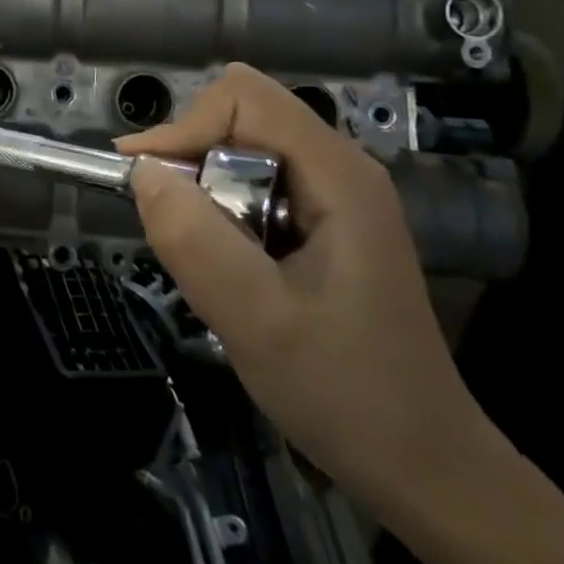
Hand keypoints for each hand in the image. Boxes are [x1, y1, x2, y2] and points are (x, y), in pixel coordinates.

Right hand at [117, 65, 497, 517]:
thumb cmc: (344, 391)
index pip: (241, 98)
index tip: (148, 186)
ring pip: (238, 152)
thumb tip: (141, 171)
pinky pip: (250, 186)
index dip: (186, 128)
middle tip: (178, 231)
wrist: (422, 465)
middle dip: (192, 163)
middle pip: (238, 118)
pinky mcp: (323, 223)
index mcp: (336, 174)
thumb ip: (194, 239)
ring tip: (205, 258)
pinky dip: (220, 214)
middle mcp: (338, 168)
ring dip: (203, 193)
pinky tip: (229, 267)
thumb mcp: (256, 320)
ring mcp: (333, 196)